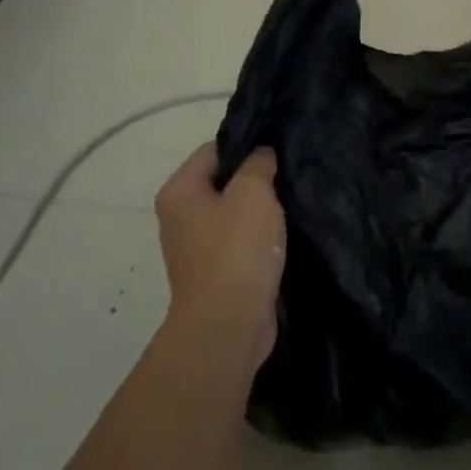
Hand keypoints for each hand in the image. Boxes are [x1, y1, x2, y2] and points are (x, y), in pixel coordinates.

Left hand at [154, 144, 285, 363]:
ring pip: (234, 213)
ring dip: (260, 210)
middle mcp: (180, 216)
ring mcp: (196, 247)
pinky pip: (240, 241)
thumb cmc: (237, 250)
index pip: (214, 149)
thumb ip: (258, 163)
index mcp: (179, 191)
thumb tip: (261, 154)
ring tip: (291, 203)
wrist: (229, 324)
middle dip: (256, 179)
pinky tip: (284, 235)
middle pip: (223, 181)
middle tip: (289, 175)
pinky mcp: (216, 272)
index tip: (279, 150)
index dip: (248, 145)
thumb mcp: (253, 192)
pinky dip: (260, 238)